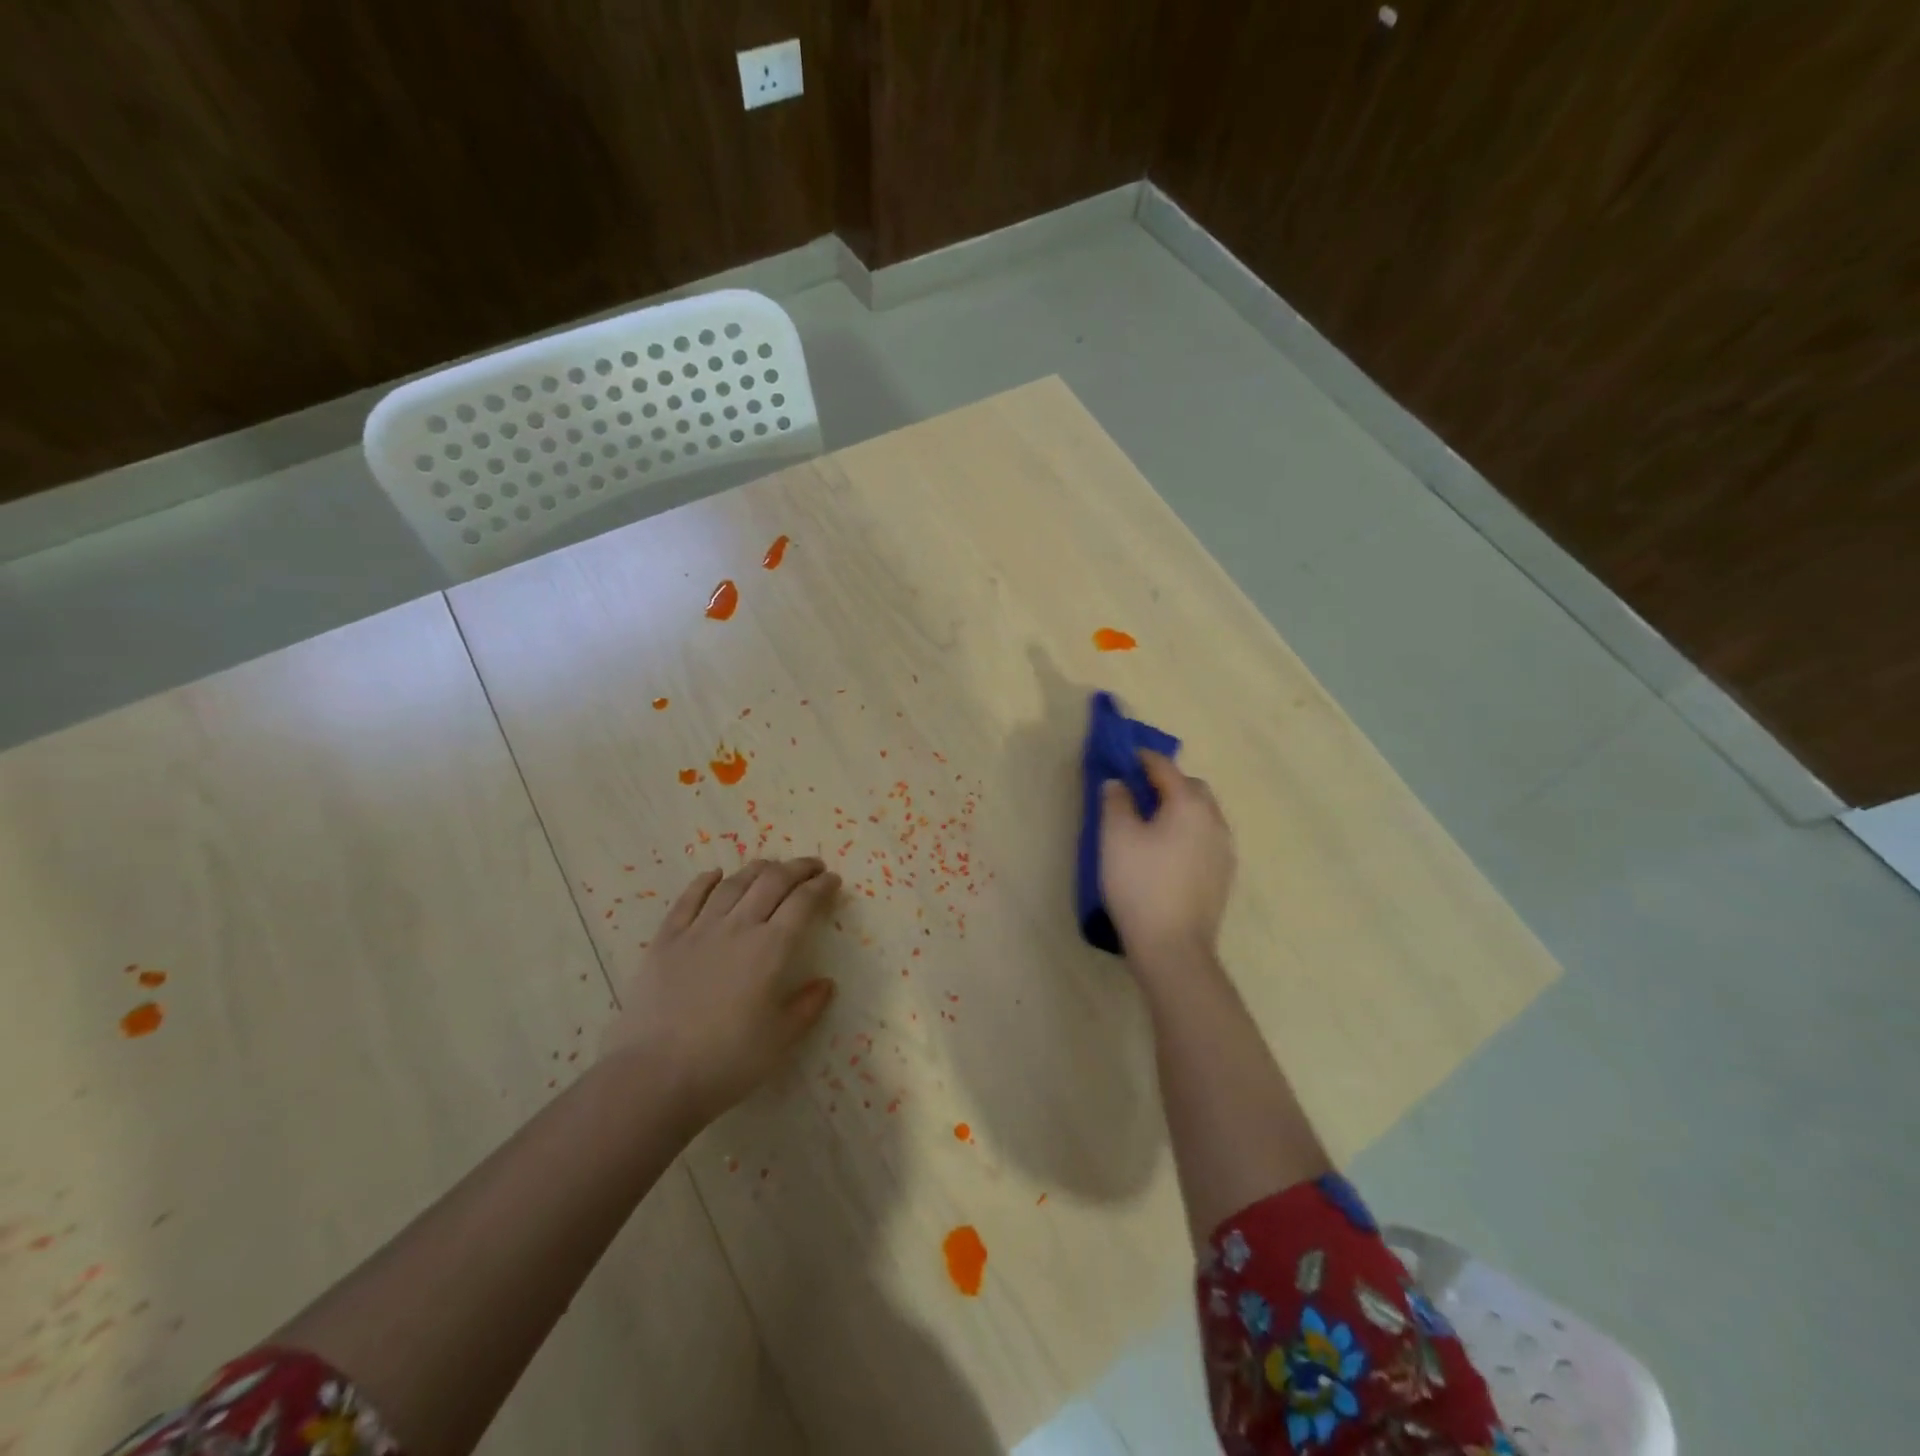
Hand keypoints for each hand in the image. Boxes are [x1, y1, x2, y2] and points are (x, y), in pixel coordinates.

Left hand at [605, 857, 839, 1123]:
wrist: (654, 1076)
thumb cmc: (726, 1062)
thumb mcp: (780, 1040)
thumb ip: (806, 1007)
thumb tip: (825, 984)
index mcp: (771, 948)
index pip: (803, 903)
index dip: (821, 887)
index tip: (833, 880)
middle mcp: (738, 927)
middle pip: (772, 882)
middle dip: (797, 868)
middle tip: (812, 866)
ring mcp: (699, 930)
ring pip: (734, 884)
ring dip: (757, 869)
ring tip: (771, 866)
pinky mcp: (666, 939)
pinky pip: (688, 899)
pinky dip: (705, 881)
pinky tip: (715, 874)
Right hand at [1100, 751, 1235, 963]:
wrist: (1173, 947)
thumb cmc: (1140, 885)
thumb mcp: (1115, 838)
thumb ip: (1116, 802)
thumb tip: (1118, 783)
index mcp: (1189, 805)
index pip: (1165, 768)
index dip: (1142, 758)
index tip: (1124, 756)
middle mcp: (1214, 821)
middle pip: (1192, 788)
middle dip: (1167, 783)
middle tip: (1137, 792)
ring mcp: (1224, 850)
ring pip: (1203, 815)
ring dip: (1180, 809)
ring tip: (1152, 824)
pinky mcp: (1224, 876)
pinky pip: (1206, 839)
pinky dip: (1188, 833)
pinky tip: (1168, 853)